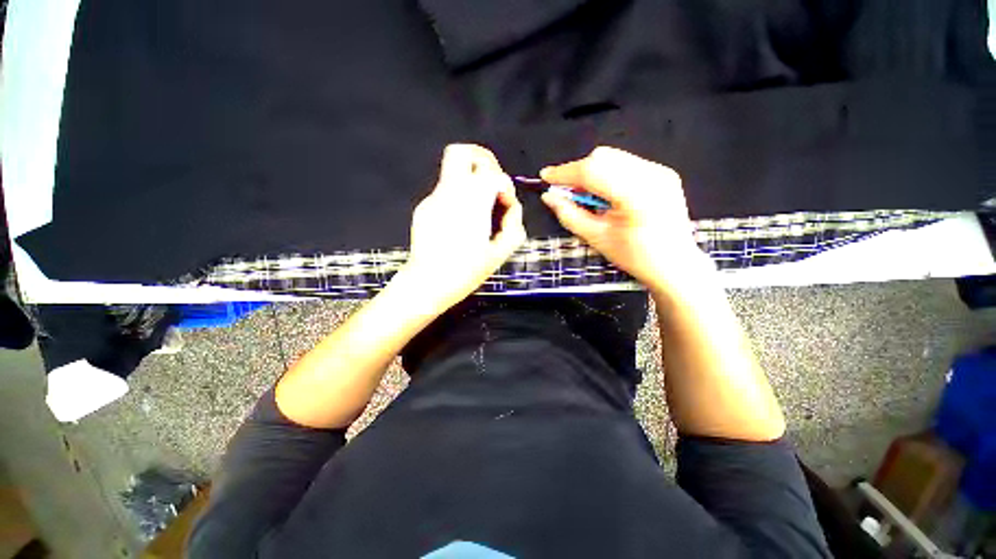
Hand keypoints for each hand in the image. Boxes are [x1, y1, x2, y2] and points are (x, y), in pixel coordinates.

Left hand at [400, 144, 526, 308]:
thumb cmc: (466, 271)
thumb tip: (511, 207)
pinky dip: (460, 195)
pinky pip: (446, 189)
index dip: (505, 187)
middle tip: (493, 181)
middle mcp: (450, 192)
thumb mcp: (500, 253)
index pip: (493, 175)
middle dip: (483, 160)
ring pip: (452, 168)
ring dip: (472, 177)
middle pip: (462, 152)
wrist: (428, 283)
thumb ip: (513, 225)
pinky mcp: (424, 207)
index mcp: (472, 202)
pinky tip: (463, 219)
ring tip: (481, 201)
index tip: (505, 204)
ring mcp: (433, 198)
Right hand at [541, 146, 708, 294]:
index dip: (565, 172)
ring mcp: (661, 171)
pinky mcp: (663, 172)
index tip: (545, 176)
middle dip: (578, 171)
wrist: (674, 264)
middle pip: (603, 157)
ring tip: (587, 196)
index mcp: (637, 196)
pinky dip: (608, 174)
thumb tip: (549, 197)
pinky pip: (626, 164)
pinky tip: (607, 194)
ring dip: (592, 172)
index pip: (592, 171)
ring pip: (614, 157)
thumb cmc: (635, 257)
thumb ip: (570, 215)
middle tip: (567, 192)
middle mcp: (652, 175)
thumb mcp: (597, 238)